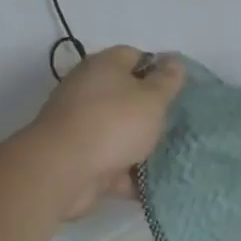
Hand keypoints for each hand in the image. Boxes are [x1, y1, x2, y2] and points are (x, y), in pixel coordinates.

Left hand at [30, 46, 184, 218]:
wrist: (64, 170)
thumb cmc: (113, 123)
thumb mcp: (151, 98)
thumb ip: (167, 80)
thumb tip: (174, 60)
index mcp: (104, 66)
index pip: (135, 56)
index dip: (158, 69)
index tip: (177, 89)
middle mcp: (88, 90)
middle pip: (126, 95)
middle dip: (151, 111)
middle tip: (175, 123)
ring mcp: (81, 125)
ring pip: (119, 131)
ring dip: (140, 144)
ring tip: (171, 155)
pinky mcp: (78, 157)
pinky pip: (110, 162)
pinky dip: (127, 173)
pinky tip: (152, 184)